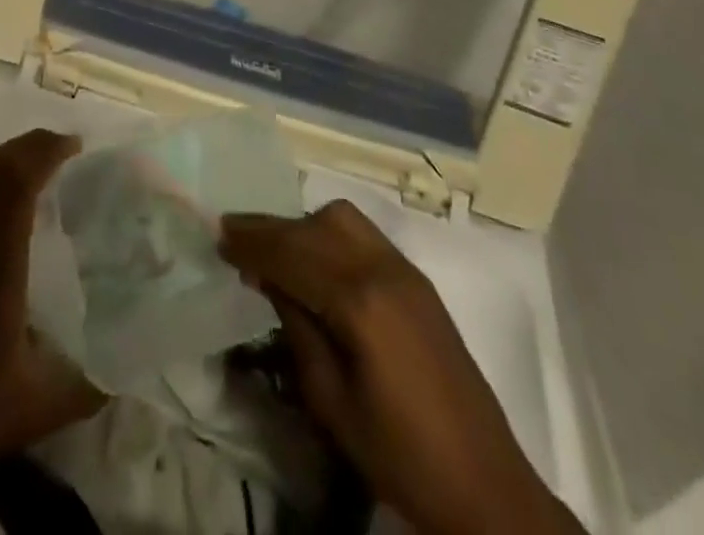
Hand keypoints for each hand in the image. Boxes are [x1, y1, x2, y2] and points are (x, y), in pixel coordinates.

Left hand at [0, 128, 106, 491]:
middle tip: (68, 152)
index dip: (43, 152)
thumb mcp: (35, 409)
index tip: (77, 147)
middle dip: (31, 145)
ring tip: (49, 177)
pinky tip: (17, 226)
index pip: (13, 183)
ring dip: (13, 164)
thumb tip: (131, 366)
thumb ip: (88, 386)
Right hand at [220, 201, 581, 534]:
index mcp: (360, 301)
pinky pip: (363, 234)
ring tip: (274, 249)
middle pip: (316, 225)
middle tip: (236, 238)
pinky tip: (314, 260)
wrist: (484, 485)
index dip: (252, 242)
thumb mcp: (331, 402)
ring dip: (303, 226)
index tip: (218, 235)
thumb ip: (298, 328)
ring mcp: (405, 268)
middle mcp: (383, 268)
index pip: (293, 252)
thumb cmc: (399, 455)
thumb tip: (268, 279)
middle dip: (272, 227)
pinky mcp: (417, 279)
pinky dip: (329, 234)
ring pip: (342, 219)